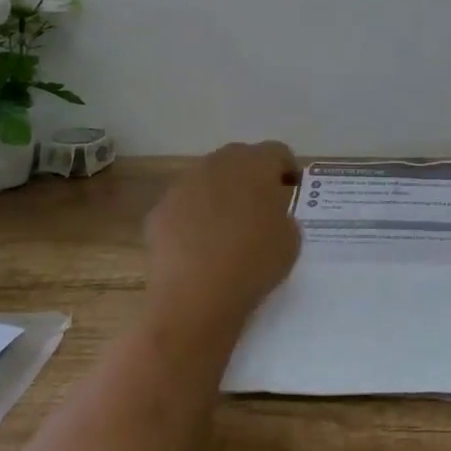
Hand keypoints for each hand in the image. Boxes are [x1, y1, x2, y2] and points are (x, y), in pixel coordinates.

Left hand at [145, 141, 301, 331]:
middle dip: (251, 178)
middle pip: (240, 159)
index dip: (287, 170)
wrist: (195, 298)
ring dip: (220, 195)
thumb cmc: (253, 264)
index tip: (291, 192)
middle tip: (261, 208)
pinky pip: (185, 205)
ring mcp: (183, 185)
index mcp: (255, 164)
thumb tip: (269, 214)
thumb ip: (283, 215)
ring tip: (227, 229)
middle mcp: (217, 164)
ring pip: (208, 180)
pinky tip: (199, 247)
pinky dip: (194, 217)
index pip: (277, 152)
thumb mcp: (290, 239)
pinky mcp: (159, 210)